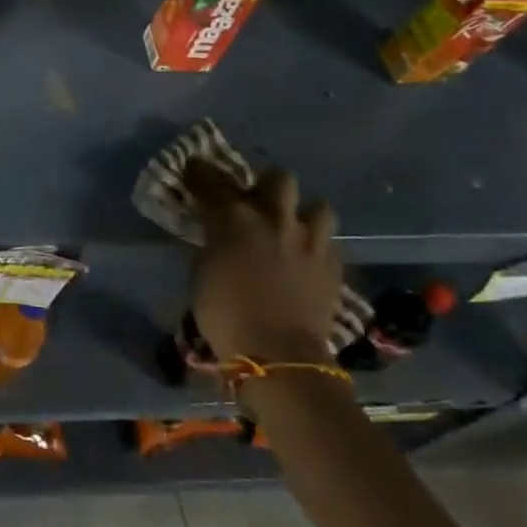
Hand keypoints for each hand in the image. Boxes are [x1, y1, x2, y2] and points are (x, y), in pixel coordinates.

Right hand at [186, 158, 343, 367]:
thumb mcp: (201, 273)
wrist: (279, 355)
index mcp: (234, 217)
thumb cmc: (226, 314)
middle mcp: (273, 217)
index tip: (194, 172)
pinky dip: (317, 246)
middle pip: (278, 178)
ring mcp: (308, 239)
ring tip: (293, 228)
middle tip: (257, 202)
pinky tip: (307, 259)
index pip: (212, 180)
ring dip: (303, 214)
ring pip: (318, 206)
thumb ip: (211, 244)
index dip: (200, 173)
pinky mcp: (333, 265)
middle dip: (267, 186)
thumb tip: (214, 235)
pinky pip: (329, 242)